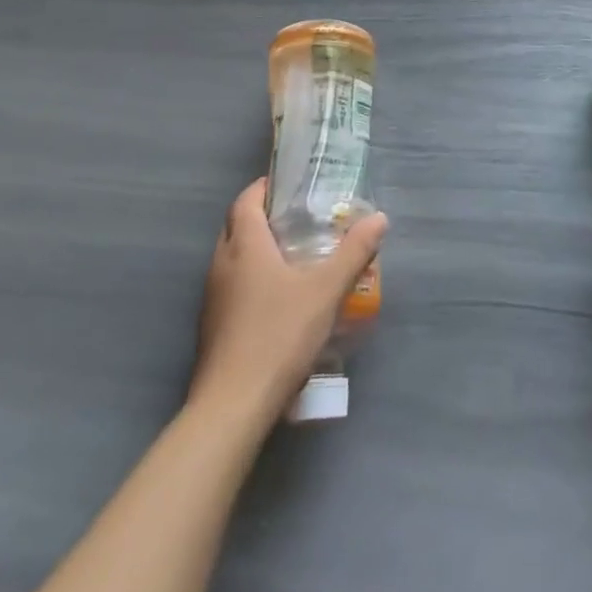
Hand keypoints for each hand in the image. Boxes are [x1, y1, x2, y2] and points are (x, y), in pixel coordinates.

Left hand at [190, 178, 387, 420]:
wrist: (233, 406)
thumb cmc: (279, 335)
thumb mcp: (326, 290)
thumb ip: (354, 252)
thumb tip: (379, 218)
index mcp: (245, 246)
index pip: (246, 200)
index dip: (264, 188)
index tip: (289, 185)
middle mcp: (222, 264)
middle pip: (236, 226)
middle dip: (262, 216)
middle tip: (297, 218)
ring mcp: (212, 298)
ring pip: (232, 258)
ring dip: (256, 249)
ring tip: (293, 255)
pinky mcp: (212, 327)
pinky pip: (231, 286)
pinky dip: (251, 279)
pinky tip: (278, 299)